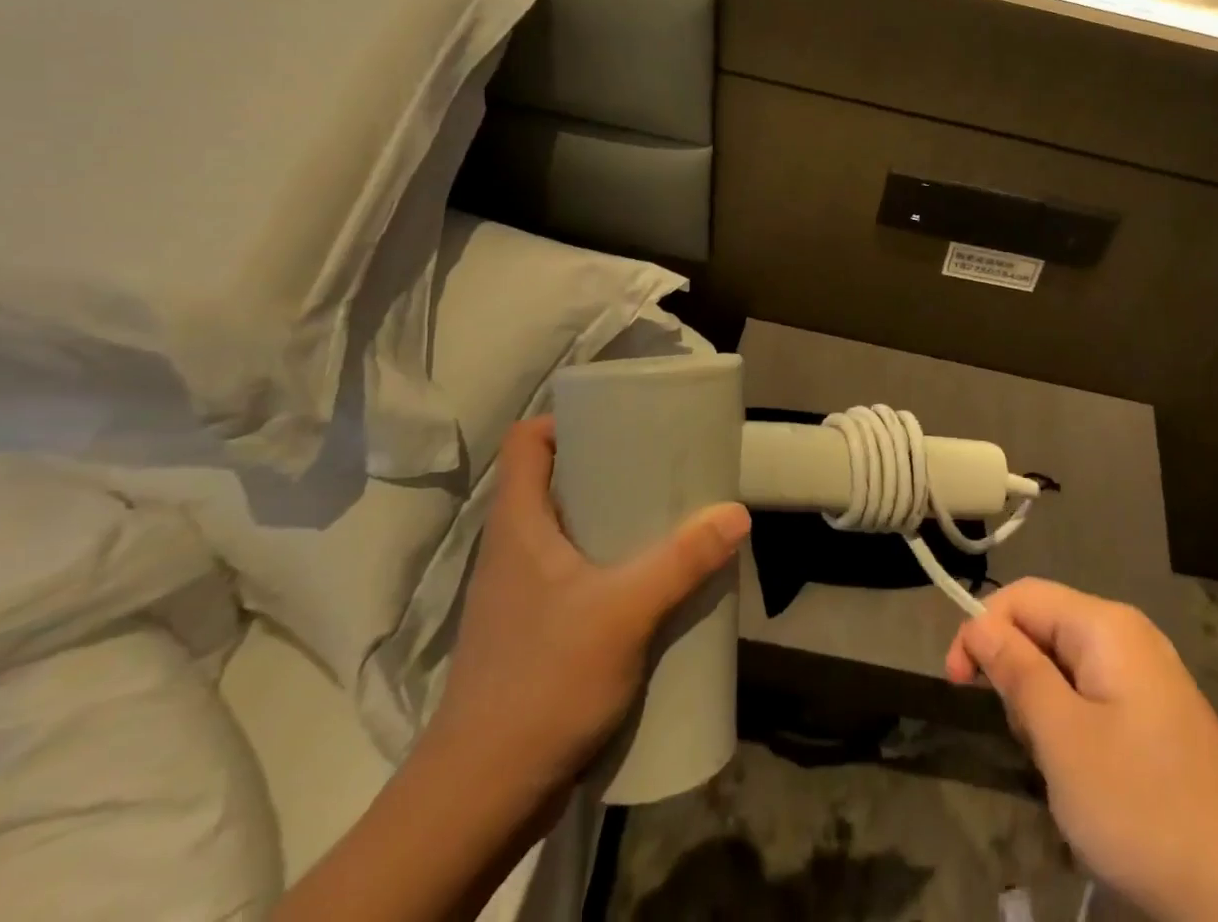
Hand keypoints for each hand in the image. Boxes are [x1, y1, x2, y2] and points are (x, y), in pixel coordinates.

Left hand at [426, 415, 750, 809]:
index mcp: (519, 525)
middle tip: (663, 465)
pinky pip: (576, 574)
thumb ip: (682, 560)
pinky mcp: (534, 632)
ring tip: (667, 516)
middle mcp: (513, 550)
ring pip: (568, 530)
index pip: (527, 442)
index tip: (619, 418)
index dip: (565, 419)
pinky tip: (650, 581)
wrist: (480, 800)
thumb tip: (737, 513)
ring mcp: (521, 595)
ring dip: (613, 519)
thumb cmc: (542, 683)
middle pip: (556, 481)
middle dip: (609, 467)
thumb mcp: (624, 613)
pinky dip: (611, 563)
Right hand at [946, 579, 1217, 921]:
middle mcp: (1130, 636)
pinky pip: (1095, 698)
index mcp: (1107, 625)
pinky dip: (1074, 728)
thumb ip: (1016, 671)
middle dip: (1019, 676)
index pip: (1023, 596)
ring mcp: (1149, 677)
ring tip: (1060, 770)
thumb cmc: (1142, 808)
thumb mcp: (1062, 738)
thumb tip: (979, 623)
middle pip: (1045, 628)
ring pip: (1066, 668)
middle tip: (1026, 742)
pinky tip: (1088, 779)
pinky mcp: (1159, 716)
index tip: (954, 683)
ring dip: (1045, 710)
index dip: (981, 629)